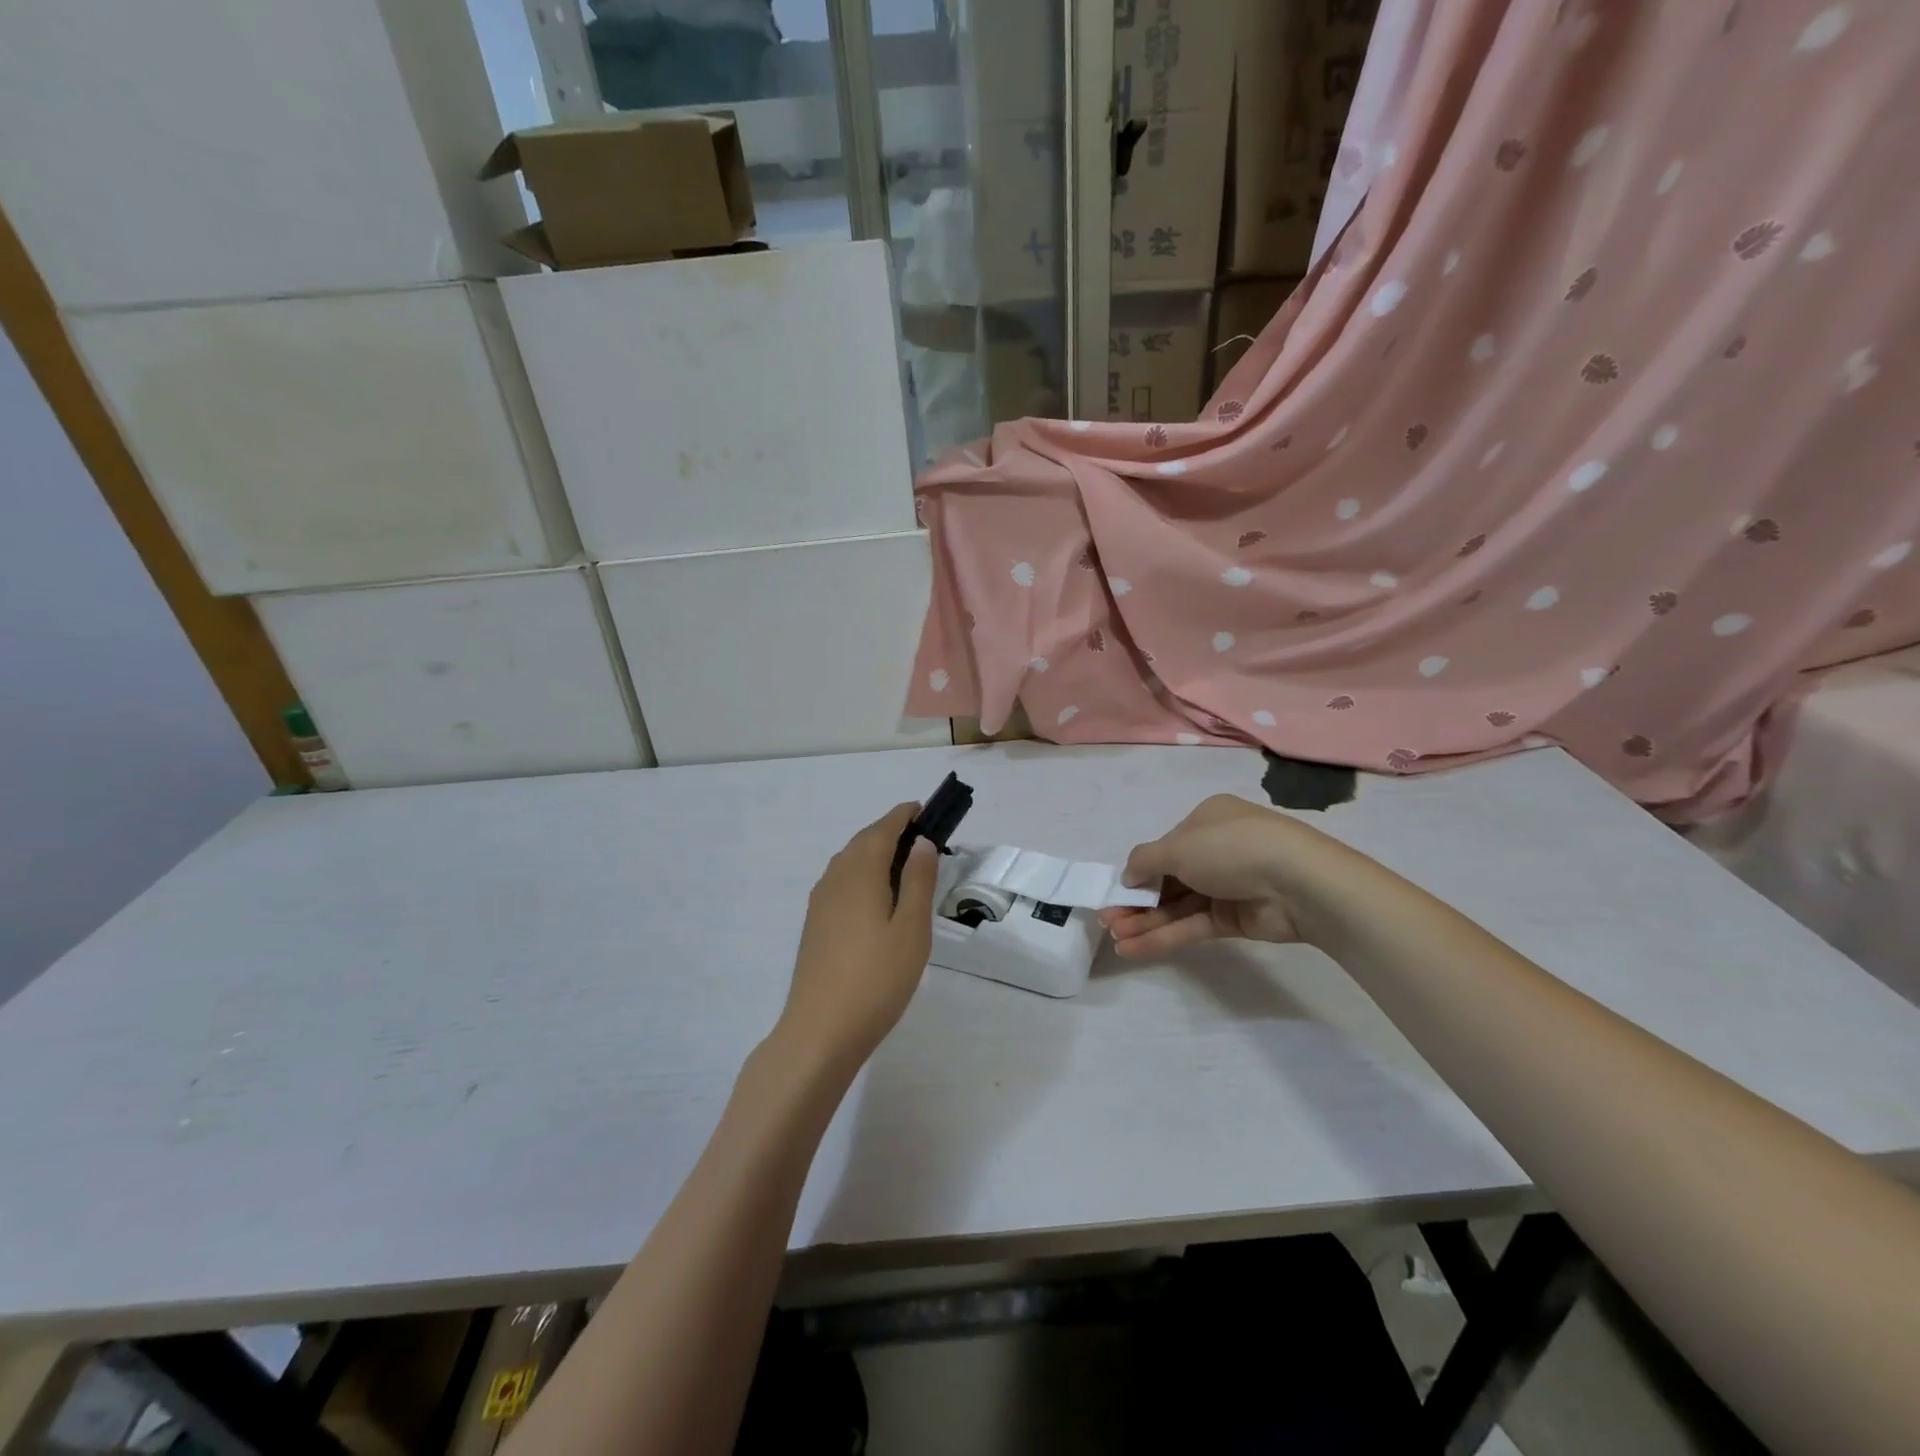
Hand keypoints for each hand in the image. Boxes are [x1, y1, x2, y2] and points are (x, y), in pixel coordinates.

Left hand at [776, 803, 939, 1072]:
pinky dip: (863, 876)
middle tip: (924, 842)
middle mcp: (835, 878)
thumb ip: (918, 880)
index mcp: (860, 872)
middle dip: (892, 833)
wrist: (820, 1031)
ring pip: (850, 862)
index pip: (884, 828)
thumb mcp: (911, 929)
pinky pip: (841, 883)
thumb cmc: (876, 979)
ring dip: (876, 854)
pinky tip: (877, 901)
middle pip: (864, 841)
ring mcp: (820, 902)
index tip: (927, 811)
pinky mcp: (815, 924)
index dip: (905, 815)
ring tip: (906, 870)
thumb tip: (922, 842)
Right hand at [1099, 794, 1328, 958]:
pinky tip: (1133, 948)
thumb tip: (1127, 875)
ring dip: (1145, 921)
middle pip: (1168, 879)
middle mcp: (1215, 851)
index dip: (1138, 869)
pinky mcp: (1234, 919)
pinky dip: (1163, 936)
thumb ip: (1145, 860)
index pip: (1166, 846)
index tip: (1115, 890)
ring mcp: (1227, 886)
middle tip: (1107, 920)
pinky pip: (1191, 926)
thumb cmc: (1231, 848)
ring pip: (1177, 905)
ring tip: (1114, 939)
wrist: (1299, 883)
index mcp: (1206, 821)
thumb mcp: (1178, 846)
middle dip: (1136, 900)